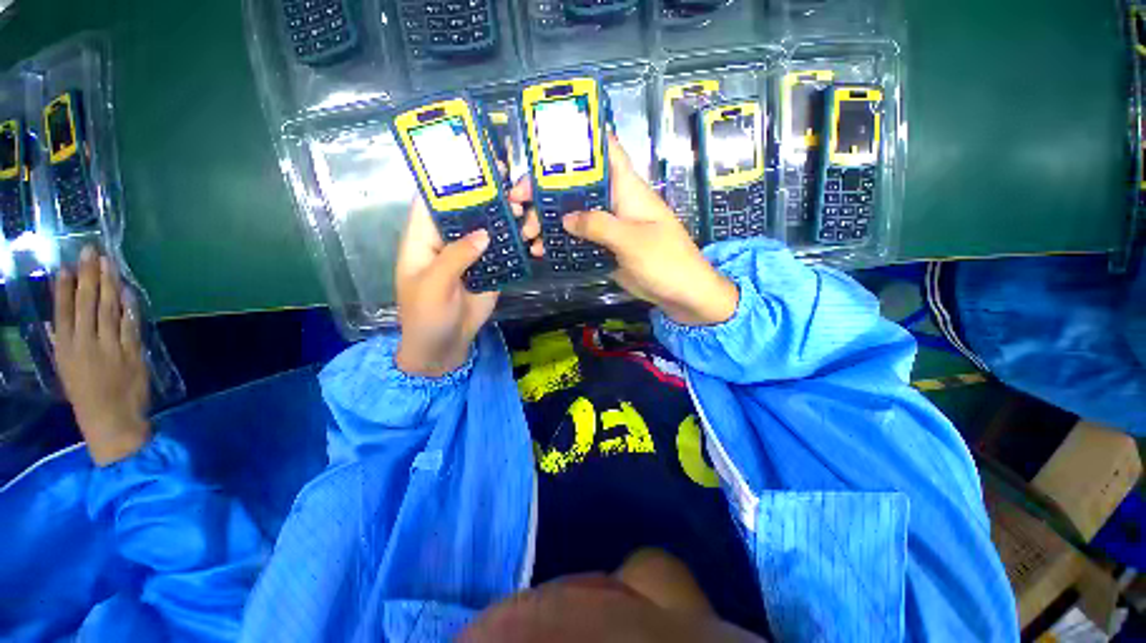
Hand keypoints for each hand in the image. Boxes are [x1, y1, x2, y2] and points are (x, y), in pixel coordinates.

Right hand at [52, 246, 150, 465]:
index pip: (63, 312)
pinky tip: (127, 291)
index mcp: (65, 350)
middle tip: (91, 252)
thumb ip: (65, 345)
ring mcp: (110, 347)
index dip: (64, 288)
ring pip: (108, 309)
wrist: (112, 420)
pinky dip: (129, 307)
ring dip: (108, 284)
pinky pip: (130, 325)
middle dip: (88, 276)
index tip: (66, 266)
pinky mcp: (131, 352)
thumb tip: (60, 321)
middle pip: (86, 304)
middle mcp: (85, 344)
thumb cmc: (86, 396)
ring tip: (108, 263)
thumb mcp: (67, 370)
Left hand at [394, 191, 540, 376]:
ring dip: (508, 219)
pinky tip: (532, 236)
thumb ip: (456, 257)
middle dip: (489, 197)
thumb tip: (485, 233)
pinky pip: (504, 252)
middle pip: (468, 211)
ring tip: (527, 212)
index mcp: (424, 239)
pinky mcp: (490, 269)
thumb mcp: (433, 285)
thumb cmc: (426, 316)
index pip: (432, 200)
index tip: (475, 163)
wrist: (445, 346)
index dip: (450, 180)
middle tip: (515, 187)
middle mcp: (449, 240)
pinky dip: (517, 243)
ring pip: (490, 229)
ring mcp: (472, 255)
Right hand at [512, 136, 737, 325]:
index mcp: (628, 189)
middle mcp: (615, 203)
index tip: (544, 146)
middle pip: (578, 187)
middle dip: (547, 192)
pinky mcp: (606, 249)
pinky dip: (560, 244)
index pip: (605, 153)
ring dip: (549, 222)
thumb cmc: (665, 261)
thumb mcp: (631, 240)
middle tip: (518, 203)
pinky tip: (541, 251)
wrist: (683, 294)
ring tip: (527, 235)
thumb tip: (565, 218)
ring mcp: (610, 228)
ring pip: (574, 216)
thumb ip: (598, 225)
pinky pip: (579, 241)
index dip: (579, 142)